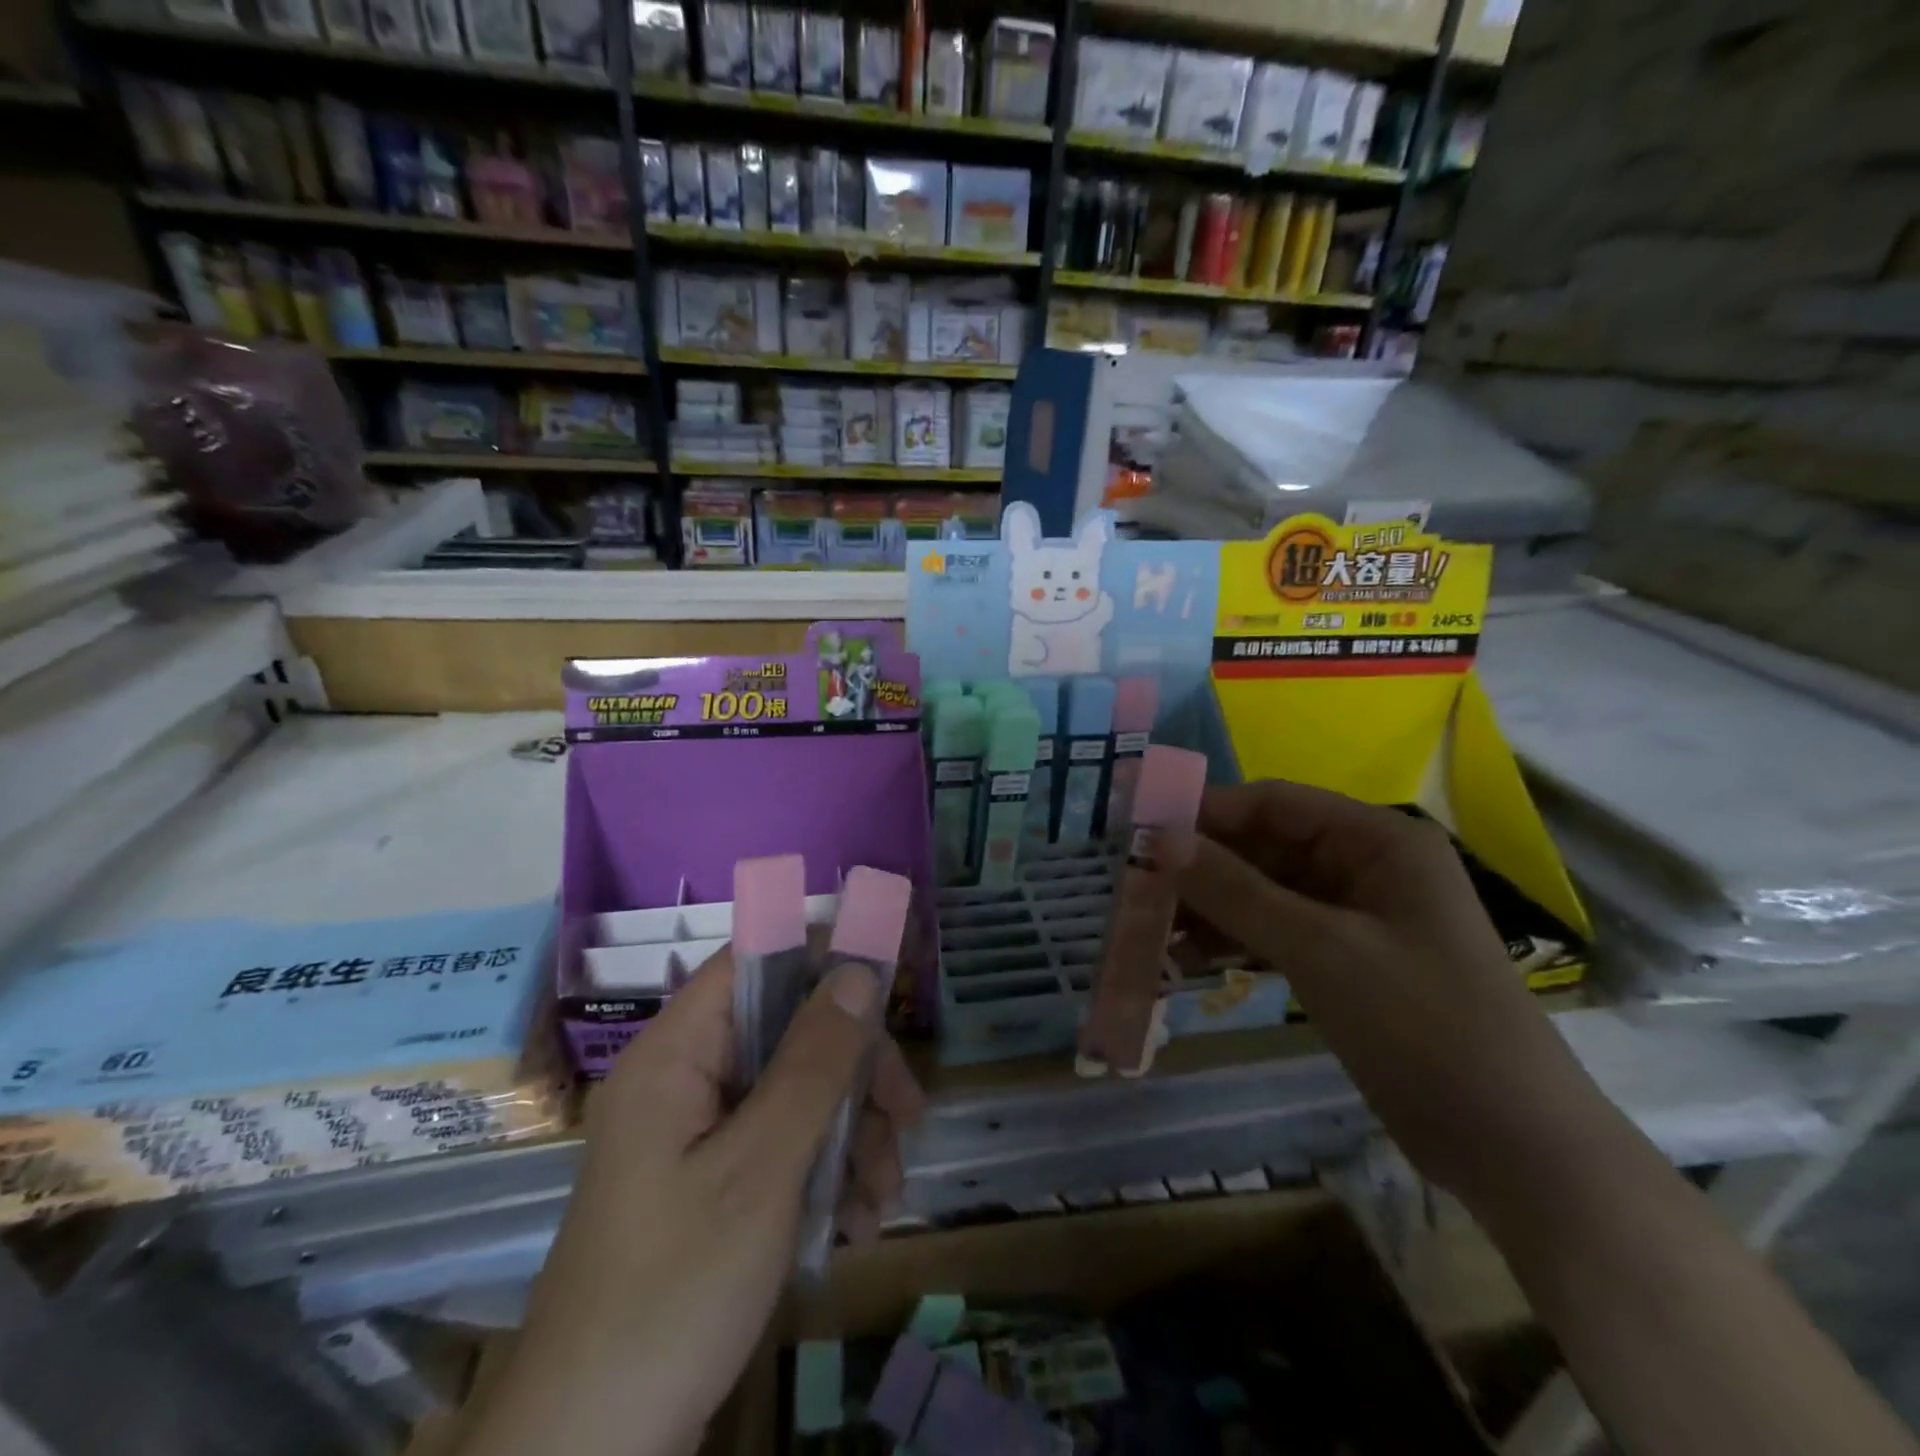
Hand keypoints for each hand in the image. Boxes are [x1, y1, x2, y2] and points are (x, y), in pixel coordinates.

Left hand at [463, 948, 922, 1455]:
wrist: (593, 1454)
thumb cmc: (674, 1290)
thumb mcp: (762, 1168)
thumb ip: (814, 1063)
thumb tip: (858, 972)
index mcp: (676, 1055)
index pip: (753, 963)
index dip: (819, 958)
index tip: (885, 988)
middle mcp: (686, 1080)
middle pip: (788, 1031)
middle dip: (854, 1072)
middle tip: (906, 1116)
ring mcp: (699, 1135)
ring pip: (797, 1092)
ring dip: (852, 1133)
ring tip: (883, 1195)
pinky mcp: (714, 1184)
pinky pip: (784, 1146)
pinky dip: (827, 1174)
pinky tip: (857, 1223)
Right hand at [1164, 780, 1613, 1212]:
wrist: (1514, 1147)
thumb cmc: (1423, 1026)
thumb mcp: (1319, 949)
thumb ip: (1235, 890)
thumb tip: (1159, 837)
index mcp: (1377, 841)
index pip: (1274, 803)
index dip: (1207, 813)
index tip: (1141, 834)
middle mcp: (1366, 867)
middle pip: (1265, 848)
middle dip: (1202, 868)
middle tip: (1136, 891)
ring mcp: (1357, 918)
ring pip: (1265, 893)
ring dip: (1212, 908)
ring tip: (1151, 931)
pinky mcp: (1348, 962)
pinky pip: (1277, 933)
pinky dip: (1236, 941)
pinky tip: (1189, 960)